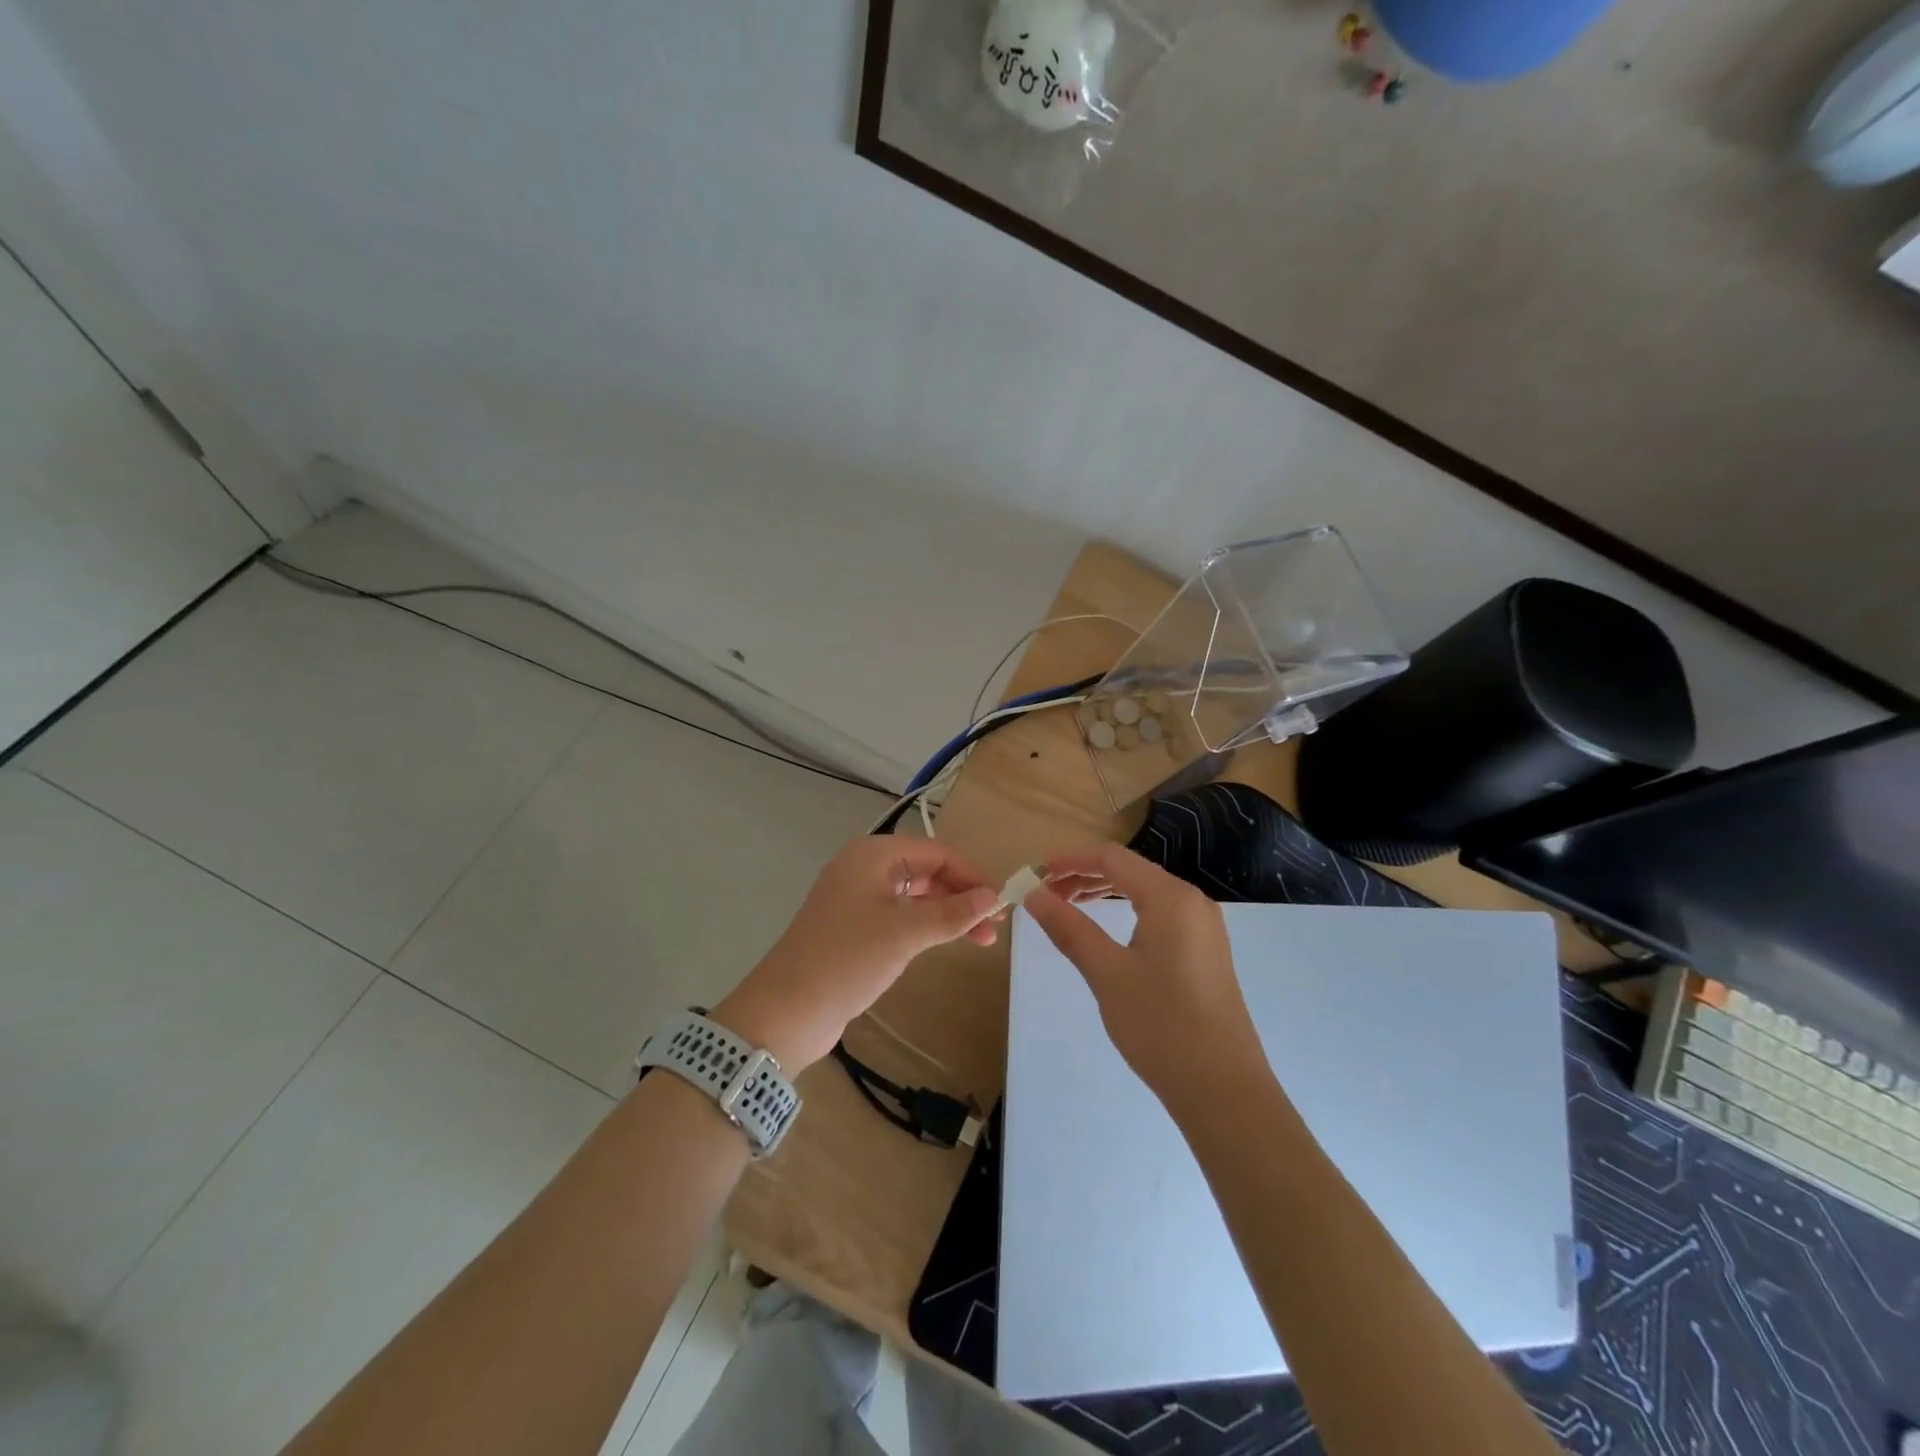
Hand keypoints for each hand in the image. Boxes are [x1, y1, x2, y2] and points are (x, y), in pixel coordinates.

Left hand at [713, 837, 1001, 1071]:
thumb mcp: (905, 933)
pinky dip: (925, 925)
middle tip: (995, 927)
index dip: (972, 876)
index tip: (1002, 904)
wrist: (786, 1011)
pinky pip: (899, 915)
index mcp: (872, 855)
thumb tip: (993, 896)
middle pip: (926, 871)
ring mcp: (856, 898)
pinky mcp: (853, 927)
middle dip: (962, 896)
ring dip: (947, 913)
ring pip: (914, 895)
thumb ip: (952, 913)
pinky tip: (943, 942)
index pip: (937, 852)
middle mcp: (864, 868)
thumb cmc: (847, 960)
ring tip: (980, 939)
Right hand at [1025, 843, 1265, 1110]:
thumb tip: (1034, 895)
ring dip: (1105, 893)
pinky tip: (1108, 932)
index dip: (1071, 859)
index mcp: (1170, 898)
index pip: (1113, 858)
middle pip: (1130, 871)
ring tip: (1068, 908)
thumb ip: (1069, 928)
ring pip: (1145, 893)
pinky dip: (1127, 912)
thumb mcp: (1106, 973)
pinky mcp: (1206, 953)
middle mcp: (1192, 902)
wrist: (1223, 1089)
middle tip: (1046, 894)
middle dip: (1085, 876)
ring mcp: (1204, 929)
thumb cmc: (1161, 1024)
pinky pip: (1160, 915)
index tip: (1036, 872)